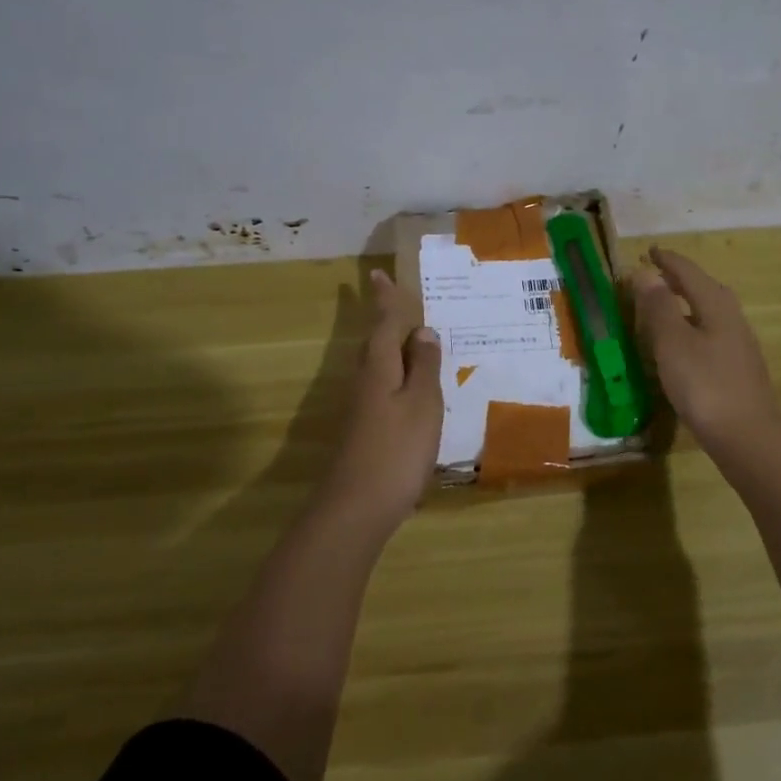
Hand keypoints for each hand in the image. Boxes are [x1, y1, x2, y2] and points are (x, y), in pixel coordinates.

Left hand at [322, 269, 443, 529]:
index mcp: (378, 367)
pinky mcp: (365, 429)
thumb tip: (422, 331)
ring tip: (413, 340)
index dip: (384, 299)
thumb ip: (423, 366)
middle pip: (374, 342)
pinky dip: (397, 376)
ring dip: (392, 348)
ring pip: (377, 365)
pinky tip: (411, 389)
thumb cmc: (396, 449)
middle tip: (398, 301)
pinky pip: (382, 387)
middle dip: (385, 320)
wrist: (356, 506)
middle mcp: (364, 380)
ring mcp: (361, 407)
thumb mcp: (422, 403)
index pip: (382, 322)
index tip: (377, 273)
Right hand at [631, 246, 780, 446]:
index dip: (667, 260)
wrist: (747, 438)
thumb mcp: (672, 343)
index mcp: (716, 306)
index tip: (649, 251)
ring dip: (685, 304)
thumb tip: (645, 273)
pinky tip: (680, 347)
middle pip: (704, 289)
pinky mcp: (737, 370)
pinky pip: (710, 335)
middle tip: (654, 275)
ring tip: (662, 308)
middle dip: (679, 279)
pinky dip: (691, 329)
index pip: (689, 272)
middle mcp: (732, 319)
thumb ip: (658, 306)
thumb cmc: (705, 385)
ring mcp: (738, 346)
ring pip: (708, 313)